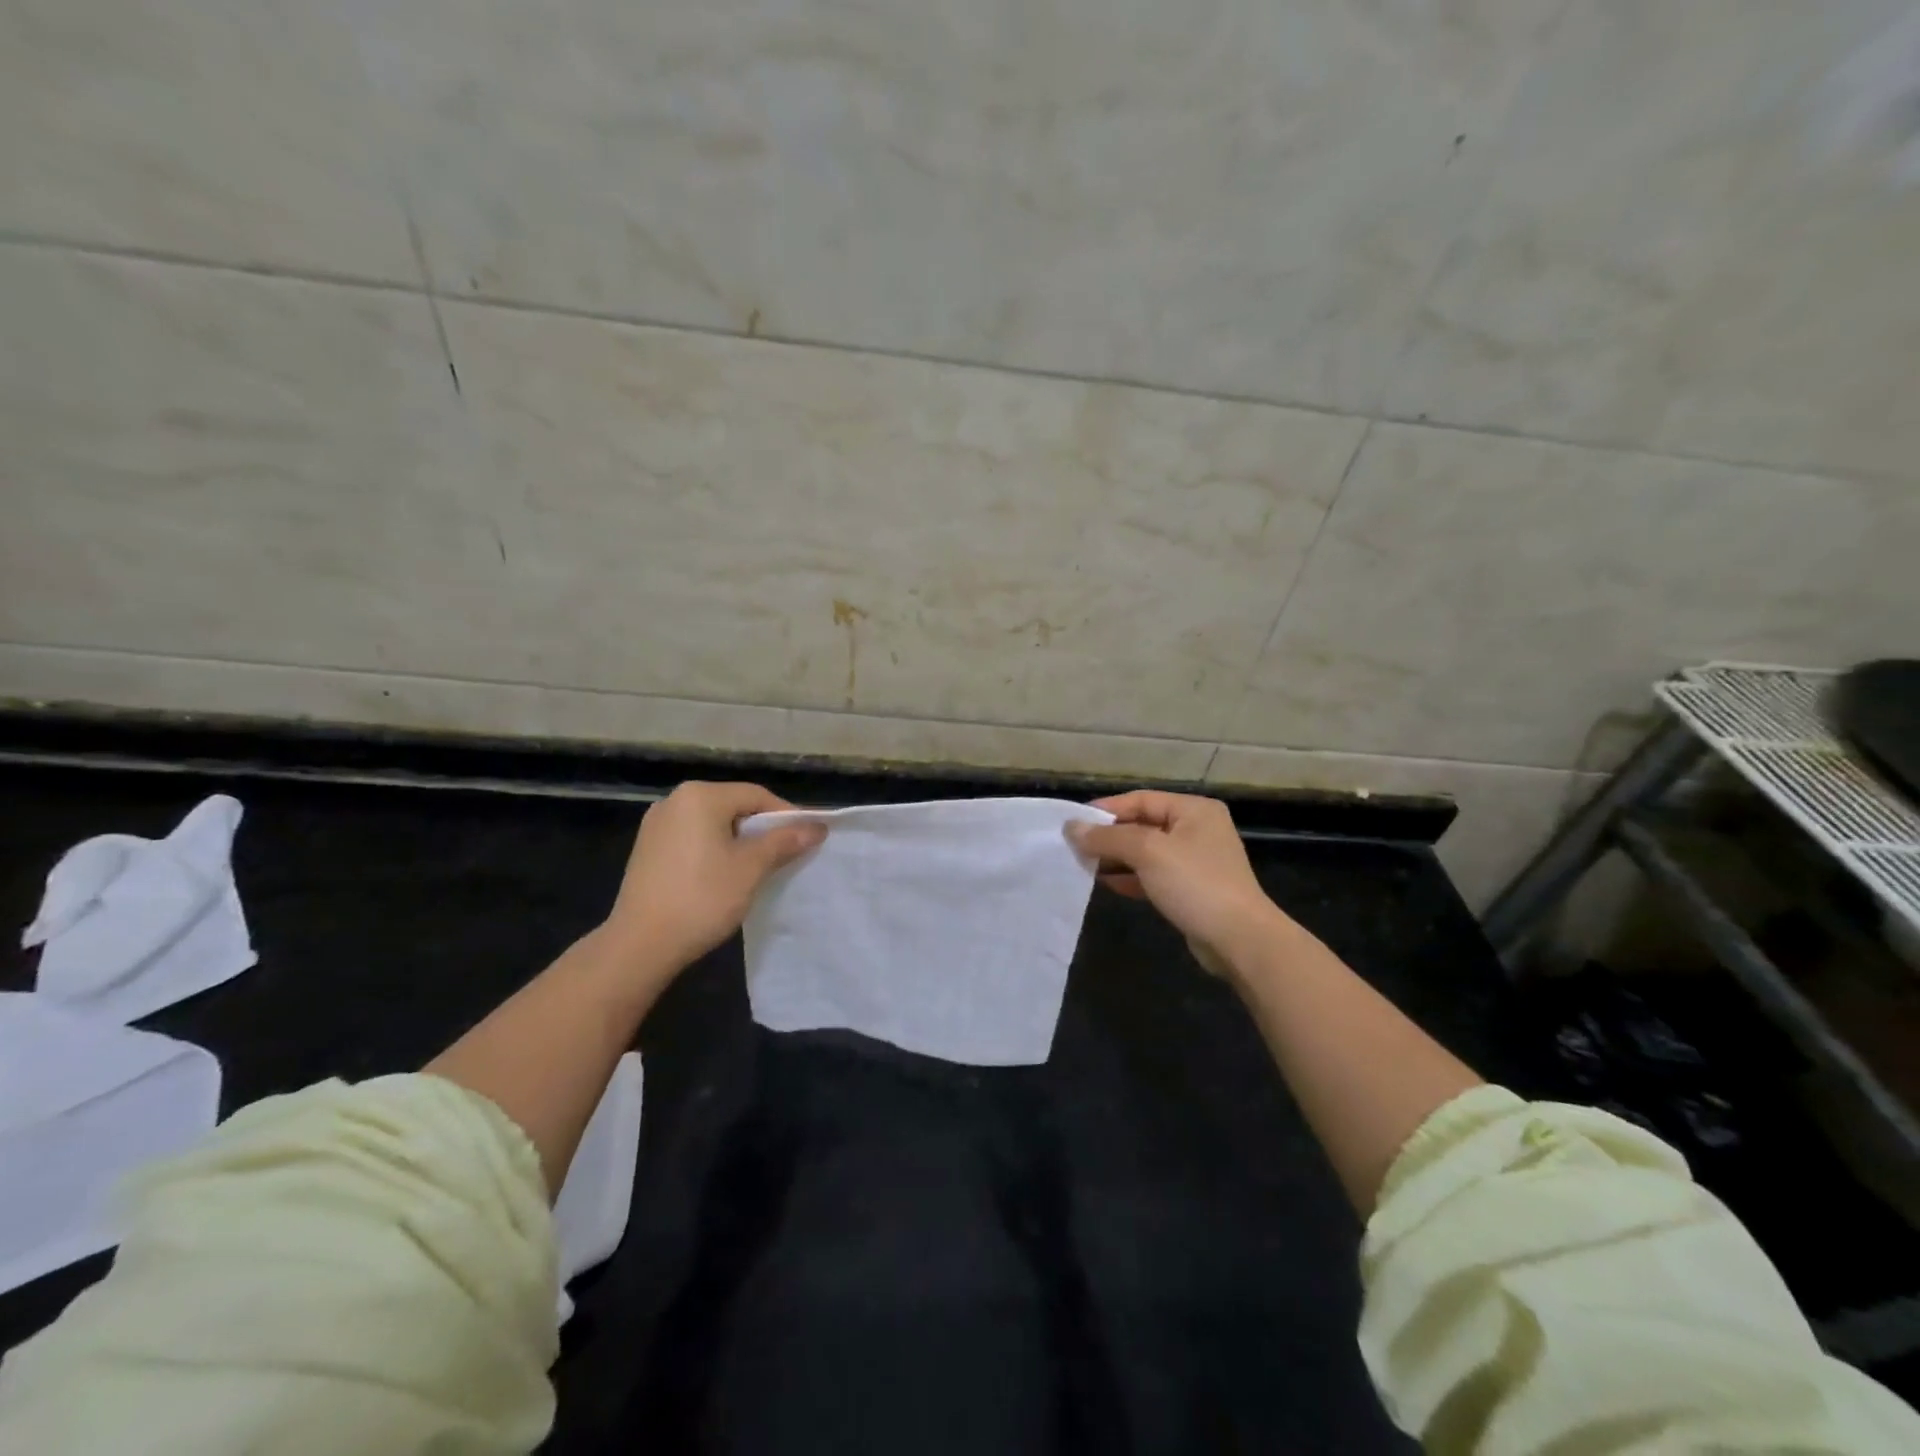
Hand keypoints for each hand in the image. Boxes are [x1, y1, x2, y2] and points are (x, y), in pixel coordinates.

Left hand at [603, 781, 825, 974]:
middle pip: (734, 806)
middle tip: (787, 855)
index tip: (807, 839)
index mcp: (700, 796)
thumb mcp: (751, 868)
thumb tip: (816, 826)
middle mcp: (674, 800)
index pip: (757, 795)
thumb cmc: (702, 898)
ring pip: (713, 823)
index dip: (786, 816)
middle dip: (762, 829)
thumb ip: (784, 841)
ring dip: (739, 841)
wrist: (640, 945)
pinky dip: (714, 850)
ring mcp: (656, 824)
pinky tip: (724, 876)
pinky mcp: (647, 849)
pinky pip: (693, 838)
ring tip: (759, 868)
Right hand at [1067, 791, 1289, 977]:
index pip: (1140, 800)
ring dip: (1116, 858)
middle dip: (1109, 836)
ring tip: (1083, 865)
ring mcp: (1196, 861)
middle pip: (1142, 825)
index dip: (1105, 810)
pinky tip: (1106, 884)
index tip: (1073, 823)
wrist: (1240, 941)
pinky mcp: (1191, 890)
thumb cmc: (1195, 884)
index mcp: (1194, 810)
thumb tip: (1071, 827)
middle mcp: (1197, 830)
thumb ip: (1108, 837)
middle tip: (1074, 846)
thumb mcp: (1148, 852)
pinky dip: (1130, 877)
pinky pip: (1153, 876)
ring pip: (1146, 852)